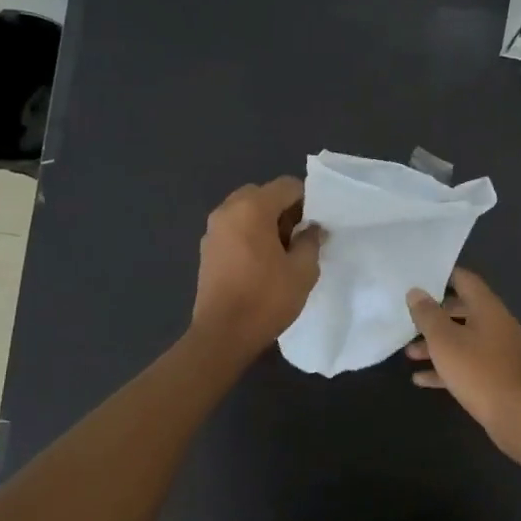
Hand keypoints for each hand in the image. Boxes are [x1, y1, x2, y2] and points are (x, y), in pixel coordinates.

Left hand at [191, 177, 322, 358]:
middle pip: (263, 194)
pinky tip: (260, 264)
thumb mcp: (303, 270)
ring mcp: (212, 230)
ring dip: (265, 223)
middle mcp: (227, 210)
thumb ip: (310, 241)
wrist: (223, 334)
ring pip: (245, 211)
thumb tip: (311, 229)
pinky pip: (233, 229)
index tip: (314, 228)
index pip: (287, 186)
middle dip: (283, 210)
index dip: (307, 202)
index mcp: (252, 208)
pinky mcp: (206, 249)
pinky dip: (248, 235)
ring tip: (280, 254)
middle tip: (297, 239)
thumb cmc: (267, 299)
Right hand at [406, 268, 520, 457]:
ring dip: (437, 344)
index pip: (465, 280)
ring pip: (463, 339)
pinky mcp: (496, 375)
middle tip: (409, 317)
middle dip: (435, 315)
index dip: (442, 275)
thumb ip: (428, 315)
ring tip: (409, 353)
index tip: (418, 278)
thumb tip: (416, 291)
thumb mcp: (445, 340)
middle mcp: (496, 324)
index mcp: (488, 308)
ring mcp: (498, 351)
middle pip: (462, 310)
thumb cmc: (479, 371)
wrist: (517, 416)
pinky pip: (467, 364)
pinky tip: (421, 379)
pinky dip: (446, 368)